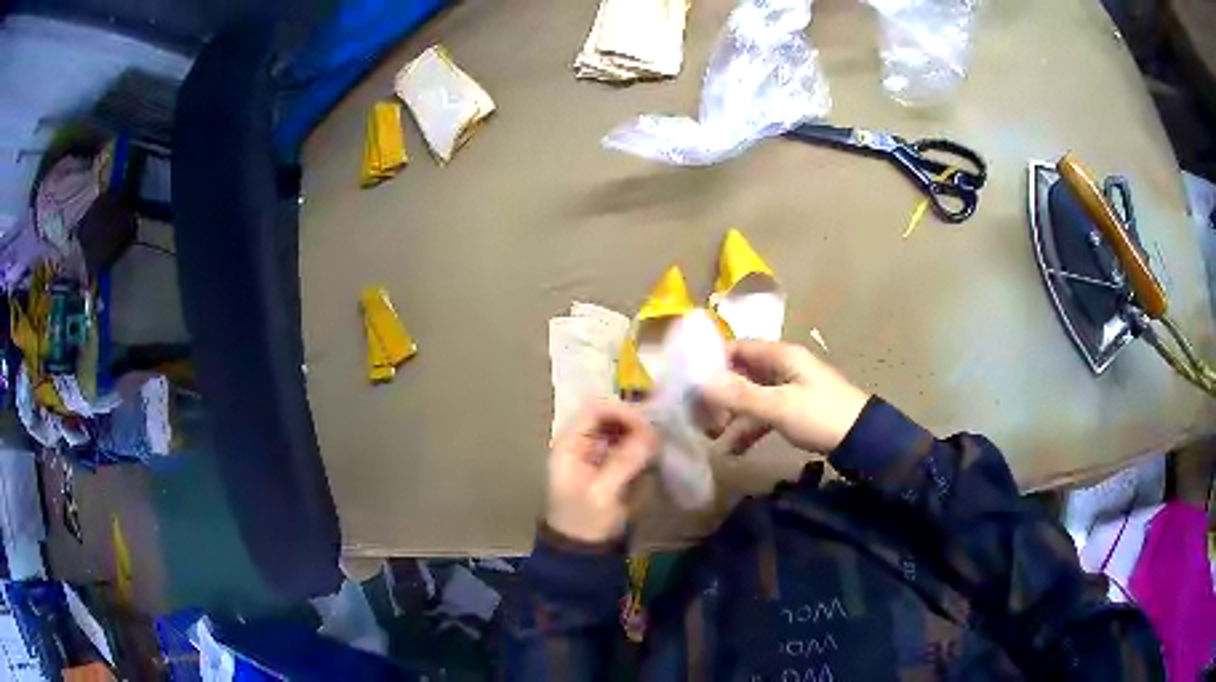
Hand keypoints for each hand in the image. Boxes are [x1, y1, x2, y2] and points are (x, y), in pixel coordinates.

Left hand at [546, 401, 657, 542]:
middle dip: (635, 421)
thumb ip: (624, 461)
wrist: (582, 552)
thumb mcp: (602, 493)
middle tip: (658, 436)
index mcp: (569, 444)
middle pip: (610, 414)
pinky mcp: (610, 466)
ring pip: (621, 428)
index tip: (648, 426)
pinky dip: (642, 447)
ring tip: (659, 446)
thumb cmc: (585, 522)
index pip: (595, 408)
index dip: (622, 411)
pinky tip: (654, 456)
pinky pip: (628, 445)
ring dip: (641, 434)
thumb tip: (653, 434)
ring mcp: (596, 453)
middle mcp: (582, 442)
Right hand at [700, 340, 869, 454]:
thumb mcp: (779, 406)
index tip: (691, 386)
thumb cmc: (820, 415)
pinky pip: (765, 414)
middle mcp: (784, 367)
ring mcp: (791, 389)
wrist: (862, 440)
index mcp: (781, 356)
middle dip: (719, 394)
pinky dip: (749, 428)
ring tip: (712, 437)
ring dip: (732, 415)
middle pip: (742, 373)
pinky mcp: (796, 409)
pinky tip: (735, 450)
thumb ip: (740, 395)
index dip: (713, 363)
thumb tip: (700, 383)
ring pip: (751, 396)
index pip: (738, 348)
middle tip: (699, 418)